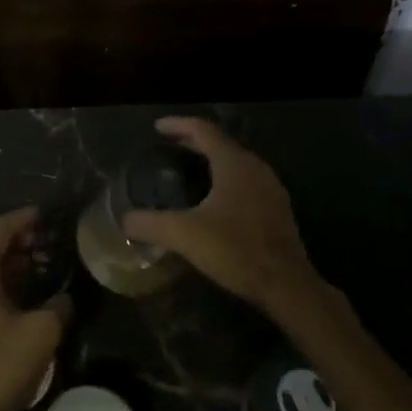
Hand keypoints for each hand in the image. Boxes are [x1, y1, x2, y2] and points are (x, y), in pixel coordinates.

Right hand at [122, 118, 324, 318]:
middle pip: (220, 143)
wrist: (287, 285)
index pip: (203, 130)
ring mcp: (270, 187)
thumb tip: (124, 220)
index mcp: (233, 163)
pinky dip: (225, 178)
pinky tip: (215, 198)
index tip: (157, 127)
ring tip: (190, 167)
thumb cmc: (236, 250)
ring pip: (235, 162)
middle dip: (193, 141)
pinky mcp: (277, 209)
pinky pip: (246, 181)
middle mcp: (254, 167)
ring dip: (211, 160)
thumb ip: (151, 224)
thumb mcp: (185, 235)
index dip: (178, 125)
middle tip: (169, 144)